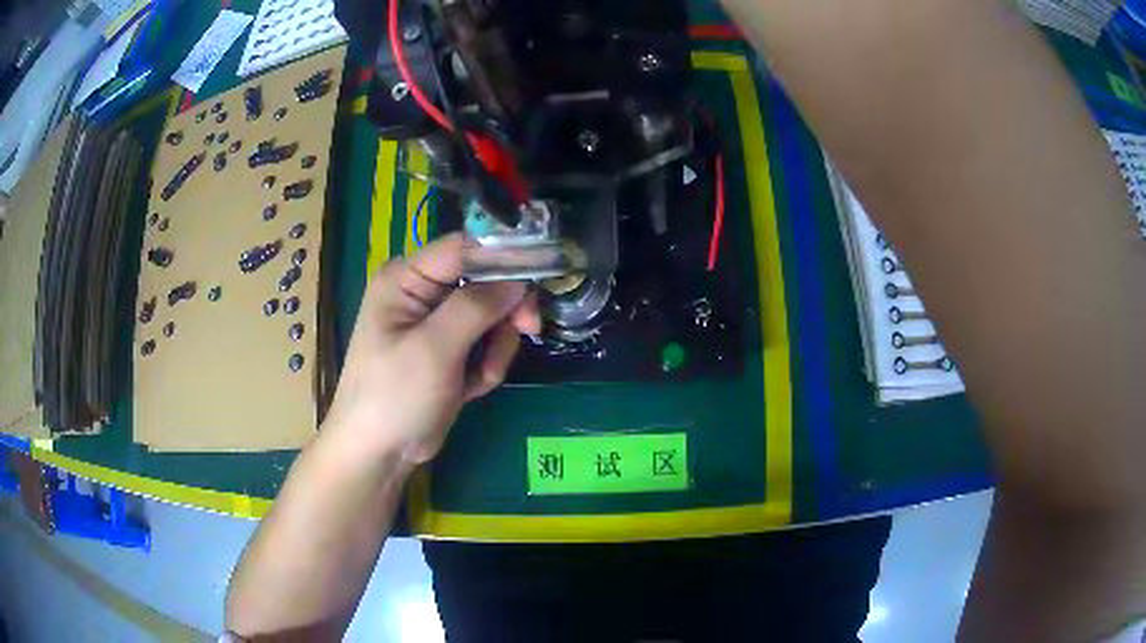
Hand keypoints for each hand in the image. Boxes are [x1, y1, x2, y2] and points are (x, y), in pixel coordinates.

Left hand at [322, 233, 539, 463]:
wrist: (379, 453)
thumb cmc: (394, 397)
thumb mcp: (433, 350)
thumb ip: (476, 307)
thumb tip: (519, 279)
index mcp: (406, 278)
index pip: (464, 248)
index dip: (505, 254)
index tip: (545, 270)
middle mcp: (422, 291)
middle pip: (485, 280)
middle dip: (505, 310)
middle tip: (530, 329)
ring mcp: (436, 322)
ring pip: (492, 314)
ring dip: (496, 346)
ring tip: (479, 377)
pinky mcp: (449, 349)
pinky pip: (486, 341)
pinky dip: (487, 364)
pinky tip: (470, 388)